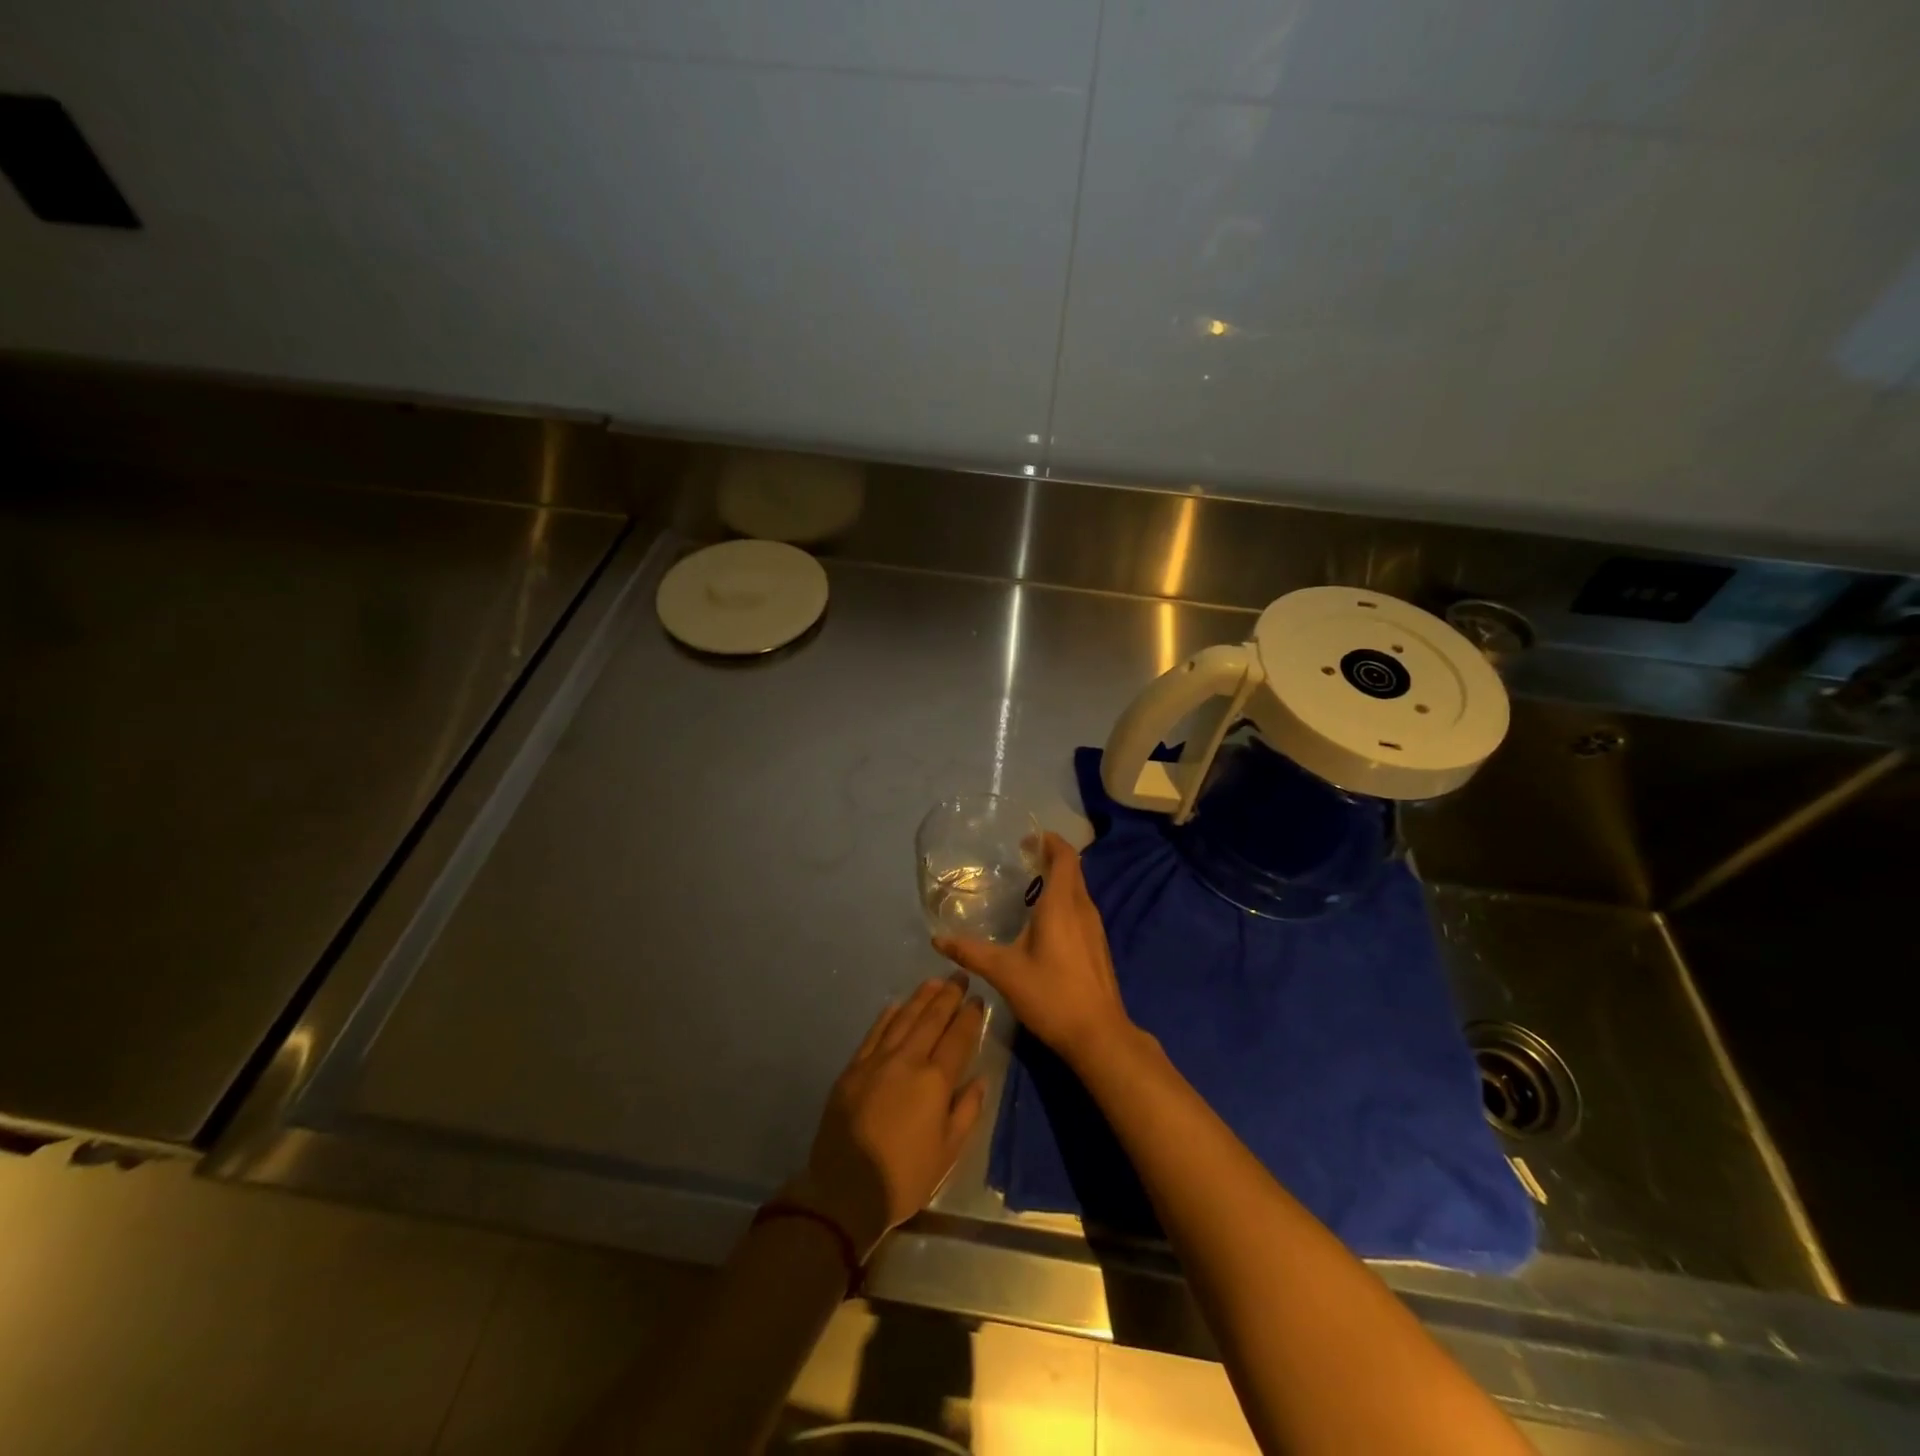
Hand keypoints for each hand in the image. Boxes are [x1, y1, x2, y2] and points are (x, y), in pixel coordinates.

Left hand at [785, 973, 988, 1260]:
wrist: (846, 1189)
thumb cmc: (905, 1176)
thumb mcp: (948, 1152)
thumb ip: (966, 1111)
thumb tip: (979, 1080)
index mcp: (935, 1080)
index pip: (958, 1037)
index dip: (970, 1016)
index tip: (978, 999)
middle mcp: (907, 1060)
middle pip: (931, 1019)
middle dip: (948, 996)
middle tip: (959, 976)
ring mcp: (877, 1060)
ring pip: (903, 1018)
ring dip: (920, 998)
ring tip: (934, 982)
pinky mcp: (853, 1068)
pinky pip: (875, 1032)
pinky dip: (888, 1015)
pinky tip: (896, 1005)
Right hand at [933, 832, 1135, 1070]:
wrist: (1099, 1035)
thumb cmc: (1051, 995)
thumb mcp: (1004, 972)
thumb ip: (971, 952)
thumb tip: (938, 939)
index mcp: (1062, 904)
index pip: (1065, 856)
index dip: (1049, 841)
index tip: (1027, 839)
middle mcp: (1083, 908)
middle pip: (1072, 870)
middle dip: (1050, 857)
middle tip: (1021, 859)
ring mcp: (1095, 928)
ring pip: (1078, 890)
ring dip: (1057, 880)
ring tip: (1028, 887)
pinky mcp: (1098, 946)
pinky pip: (1081, 909)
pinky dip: (1063, 901)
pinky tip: (1044, 923)